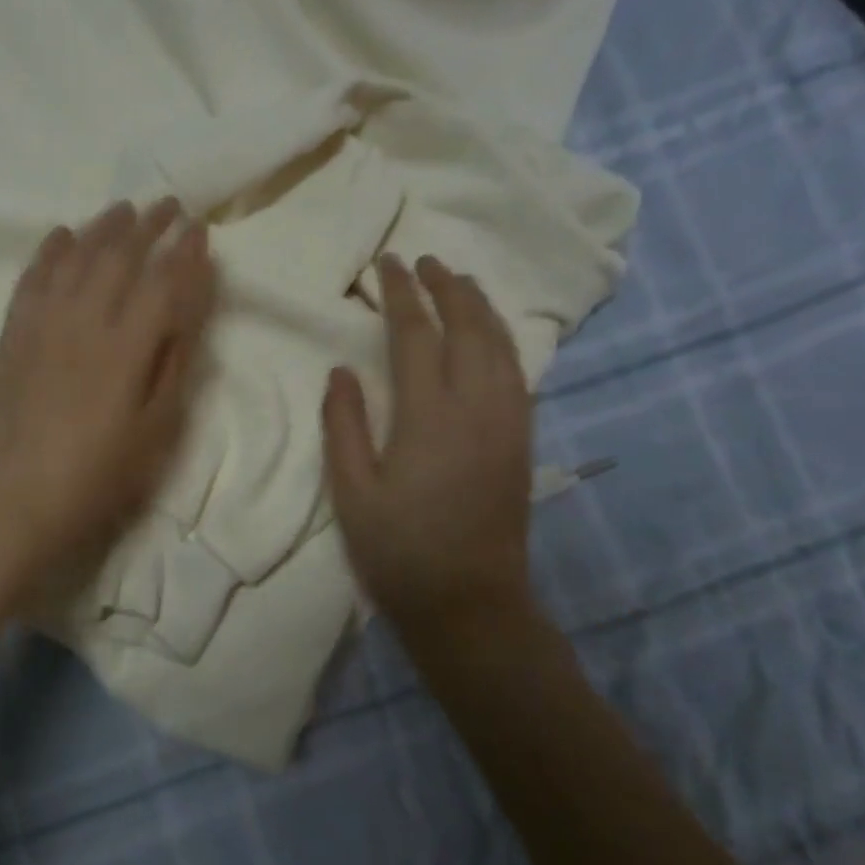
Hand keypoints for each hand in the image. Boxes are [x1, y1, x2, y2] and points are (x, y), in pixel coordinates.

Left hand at [0, 198, 215, 594]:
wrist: (14, 498)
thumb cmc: (98, 475)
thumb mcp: (156, 428)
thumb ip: (175, 362)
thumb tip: (189, 307)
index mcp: (127, 345)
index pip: (163, 280)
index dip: (185, 251)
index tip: (201, 228)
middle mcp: (84, 319)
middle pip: (120, 255)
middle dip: (149, 224)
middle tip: (169, 205)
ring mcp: (42, 321)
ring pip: (76, 256)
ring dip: (103, 227)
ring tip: (123, 210)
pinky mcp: (13, 332)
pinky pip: (33, 275)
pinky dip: (50, 249)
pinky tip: (62, 235)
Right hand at [322, 255, 537, 634]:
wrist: (470, 603)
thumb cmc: (399, 549)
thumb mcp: (352, 490)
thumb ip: (343, 424)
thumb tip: (341, 370)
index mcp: (429, 416)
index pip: (416, 334)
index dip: (401, 294)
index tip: (388, 263)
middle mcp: (477, 407)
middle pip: (469, 327)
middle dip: (447, 286)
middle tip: (425, 261)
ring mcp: (508, 422)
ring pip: (501, 345)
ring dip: (480, 306)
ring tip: (459, 281)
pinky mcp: (522, 439)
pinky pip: (517, 371)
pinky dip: (501, 338)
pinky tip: (489, 335)